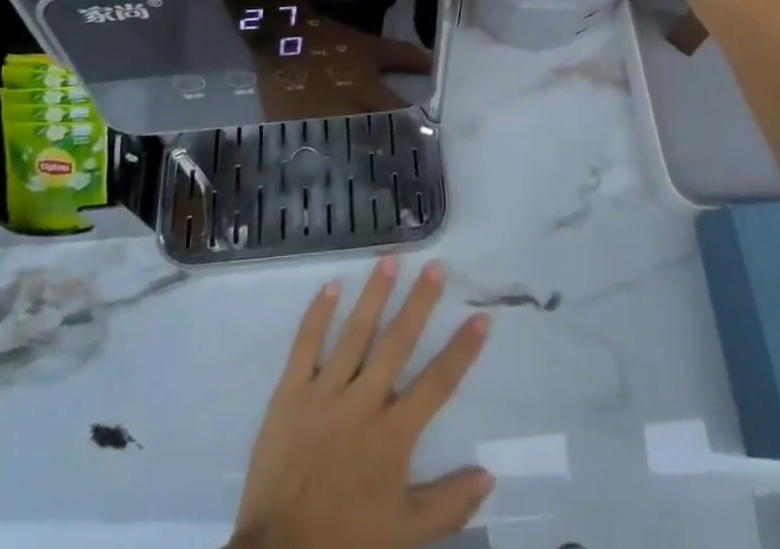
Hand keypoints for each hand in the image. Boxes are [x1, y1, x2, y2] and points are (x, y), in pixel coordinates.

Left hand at [231, 258, 493, 548]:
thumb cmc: (347, 541)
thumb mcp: (405, 534)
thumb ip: (448, 504)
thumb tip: (489, 475)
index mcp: (393, 435)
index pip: (437, 383)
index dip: (462, 350)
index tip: (480, 316)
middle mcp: (363, 402)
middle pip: (397, 343)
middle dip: (419, 303)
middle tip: (434, 266)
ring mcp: (324, 393)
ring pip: (354, 334)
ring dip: (374, 295)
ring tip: (389, 260)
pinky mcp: (290, 393)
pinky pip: (305, 346)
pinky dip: (318, 315)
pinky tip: (331, 285)